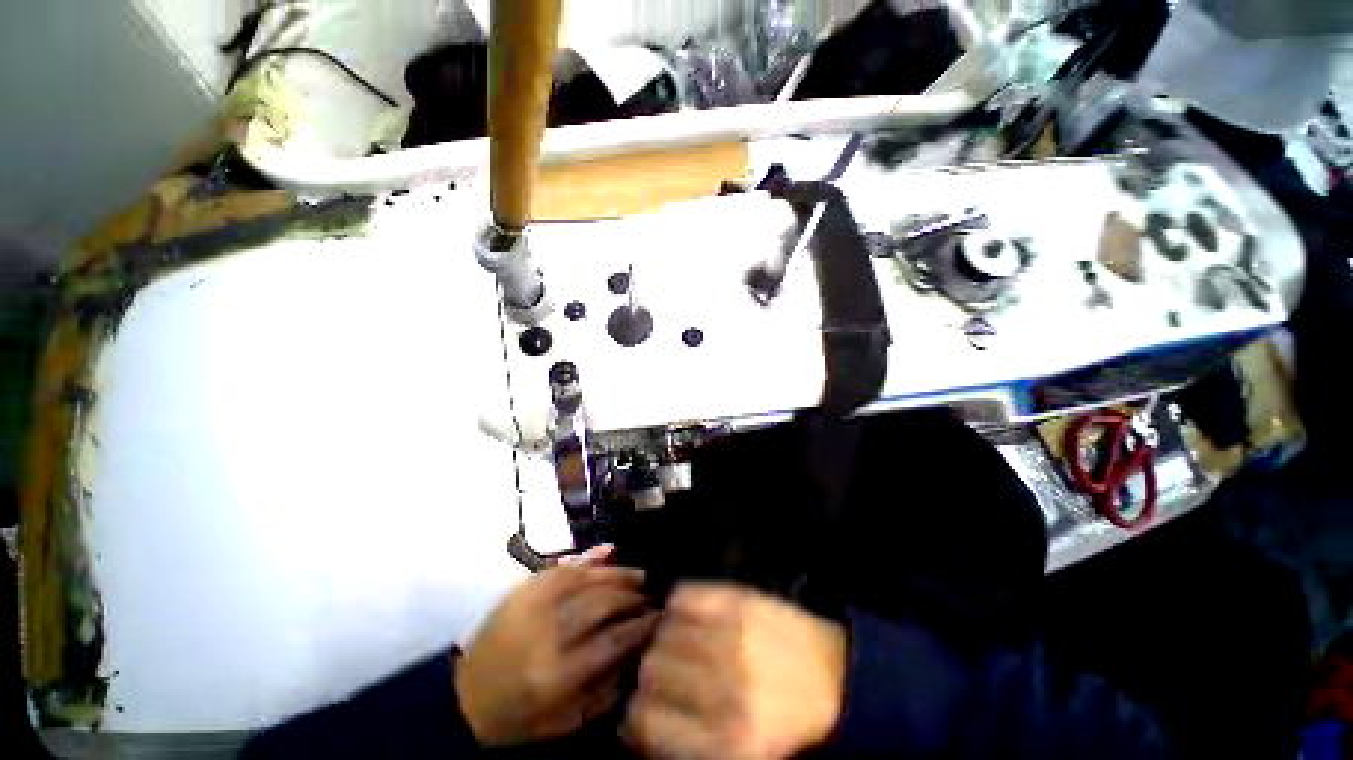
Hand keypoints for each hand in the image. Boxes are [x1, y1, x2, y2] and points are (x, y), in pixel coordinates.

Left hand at [454, 545, 656, 745]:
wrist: (463, 699)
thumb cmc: (517, 719)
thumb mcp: (565, 721)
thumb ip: (606, 688)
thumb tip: (638, 650)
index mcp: (554, 674)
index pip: (611, 641)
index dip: (640, 625)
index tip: (660, 616)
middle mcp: (543, 633)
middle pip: (600, 603)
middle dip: (631, 596)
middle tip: (651, 593)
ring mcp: (530, 604)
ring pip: (584, 578)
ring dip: (616, 573)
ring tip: (638, 574)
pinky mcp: (522, 589)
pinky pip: (562, 566)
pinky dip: (589, 558)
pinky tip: (609, 552)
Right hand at [625, 583, 846, 759]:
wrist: (841, 684)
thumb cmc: (787, 728)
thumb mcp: (737, 755)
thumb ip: (683, 744)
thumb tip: (635, 723)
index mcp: (724, 742)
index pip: (643, 719)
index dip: (633, 715)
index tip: (638, 710)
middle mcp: (724, 688)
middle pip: (652, 667)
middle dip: (647, 673)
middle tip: (659, 675)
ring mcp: (734, 638)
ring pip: (665, 629)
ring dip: (661, 637)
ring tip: (672, 643)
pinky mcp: (742, 601)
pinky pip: (687, 595)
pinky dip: (676, 604)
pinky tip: (682, 615)